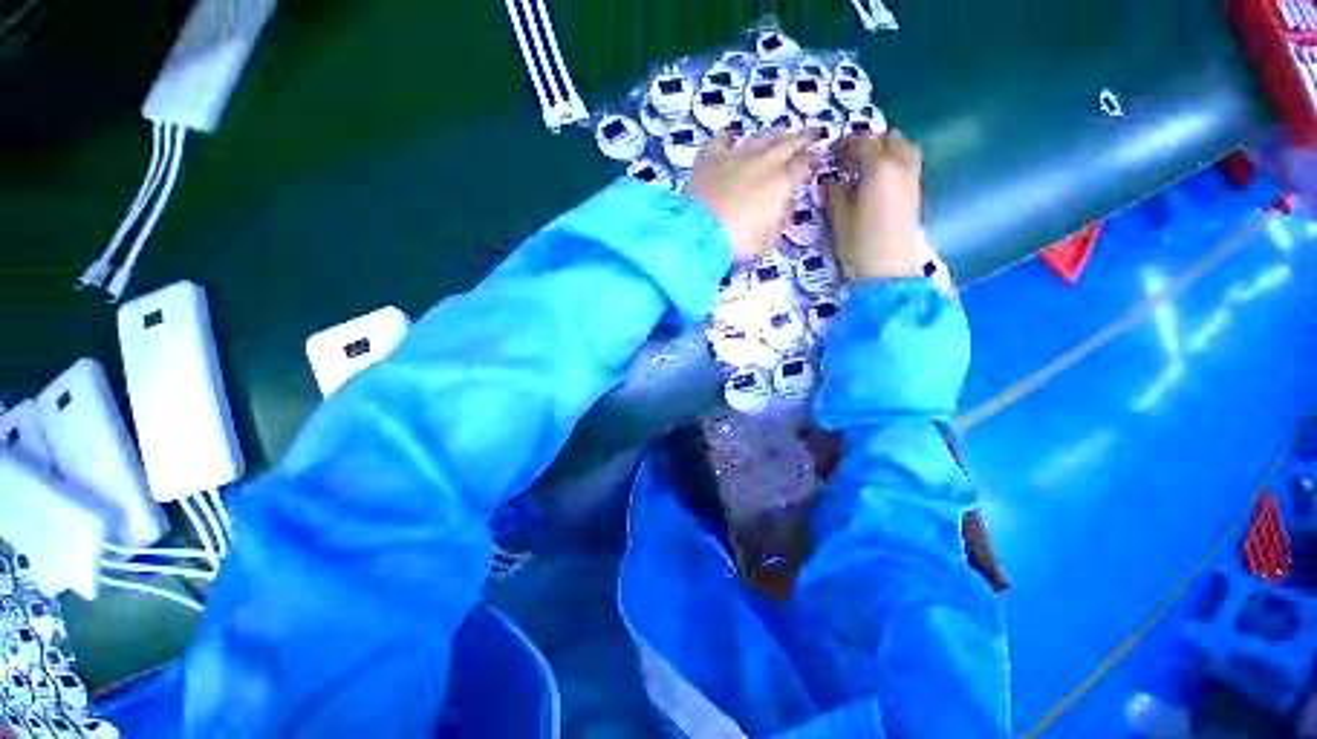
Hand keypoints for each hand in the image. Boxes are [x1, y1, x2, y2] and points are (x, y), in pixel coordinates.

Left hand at [685, 130, 817, 262]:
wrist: (698, 233)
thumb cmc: (738, 241)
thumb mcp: (769, 238)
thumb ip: (781, 218)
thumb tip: (784, 203)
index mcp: (781, 181)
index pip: (805, 164)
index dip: (814, 161)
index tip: (818, 160)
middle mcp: (762, 161)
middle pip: (788, 142)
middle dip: (803, 137)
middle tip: (812, 134)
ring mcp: (735, 156)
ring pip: (759, 137)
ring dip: (773, 134)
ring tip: (779, 135)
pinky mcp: (710, 159)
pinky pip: (721, 140)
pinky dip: (728, 138)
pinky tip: (730, 137)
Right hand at [824, 130, 924, 279]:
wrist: (887, 270)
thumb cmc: (858, 244)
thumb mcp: (838, 218)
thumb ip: (835, 194)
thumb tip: (831, 181)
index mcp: (879, 169)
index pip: (862, 143)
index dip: (845, 145)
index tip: (832, 154)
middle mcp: (900, 166)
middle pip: (889, 140)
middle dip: (869, 144)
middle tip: (849, 159)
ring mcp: (912, 179)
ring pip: (905, 149)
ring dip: (886, 150)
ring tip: (867, 166)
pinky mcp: (916, 193)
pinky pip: (909, 164)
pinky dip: (895, 163)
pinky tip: (879, 180)